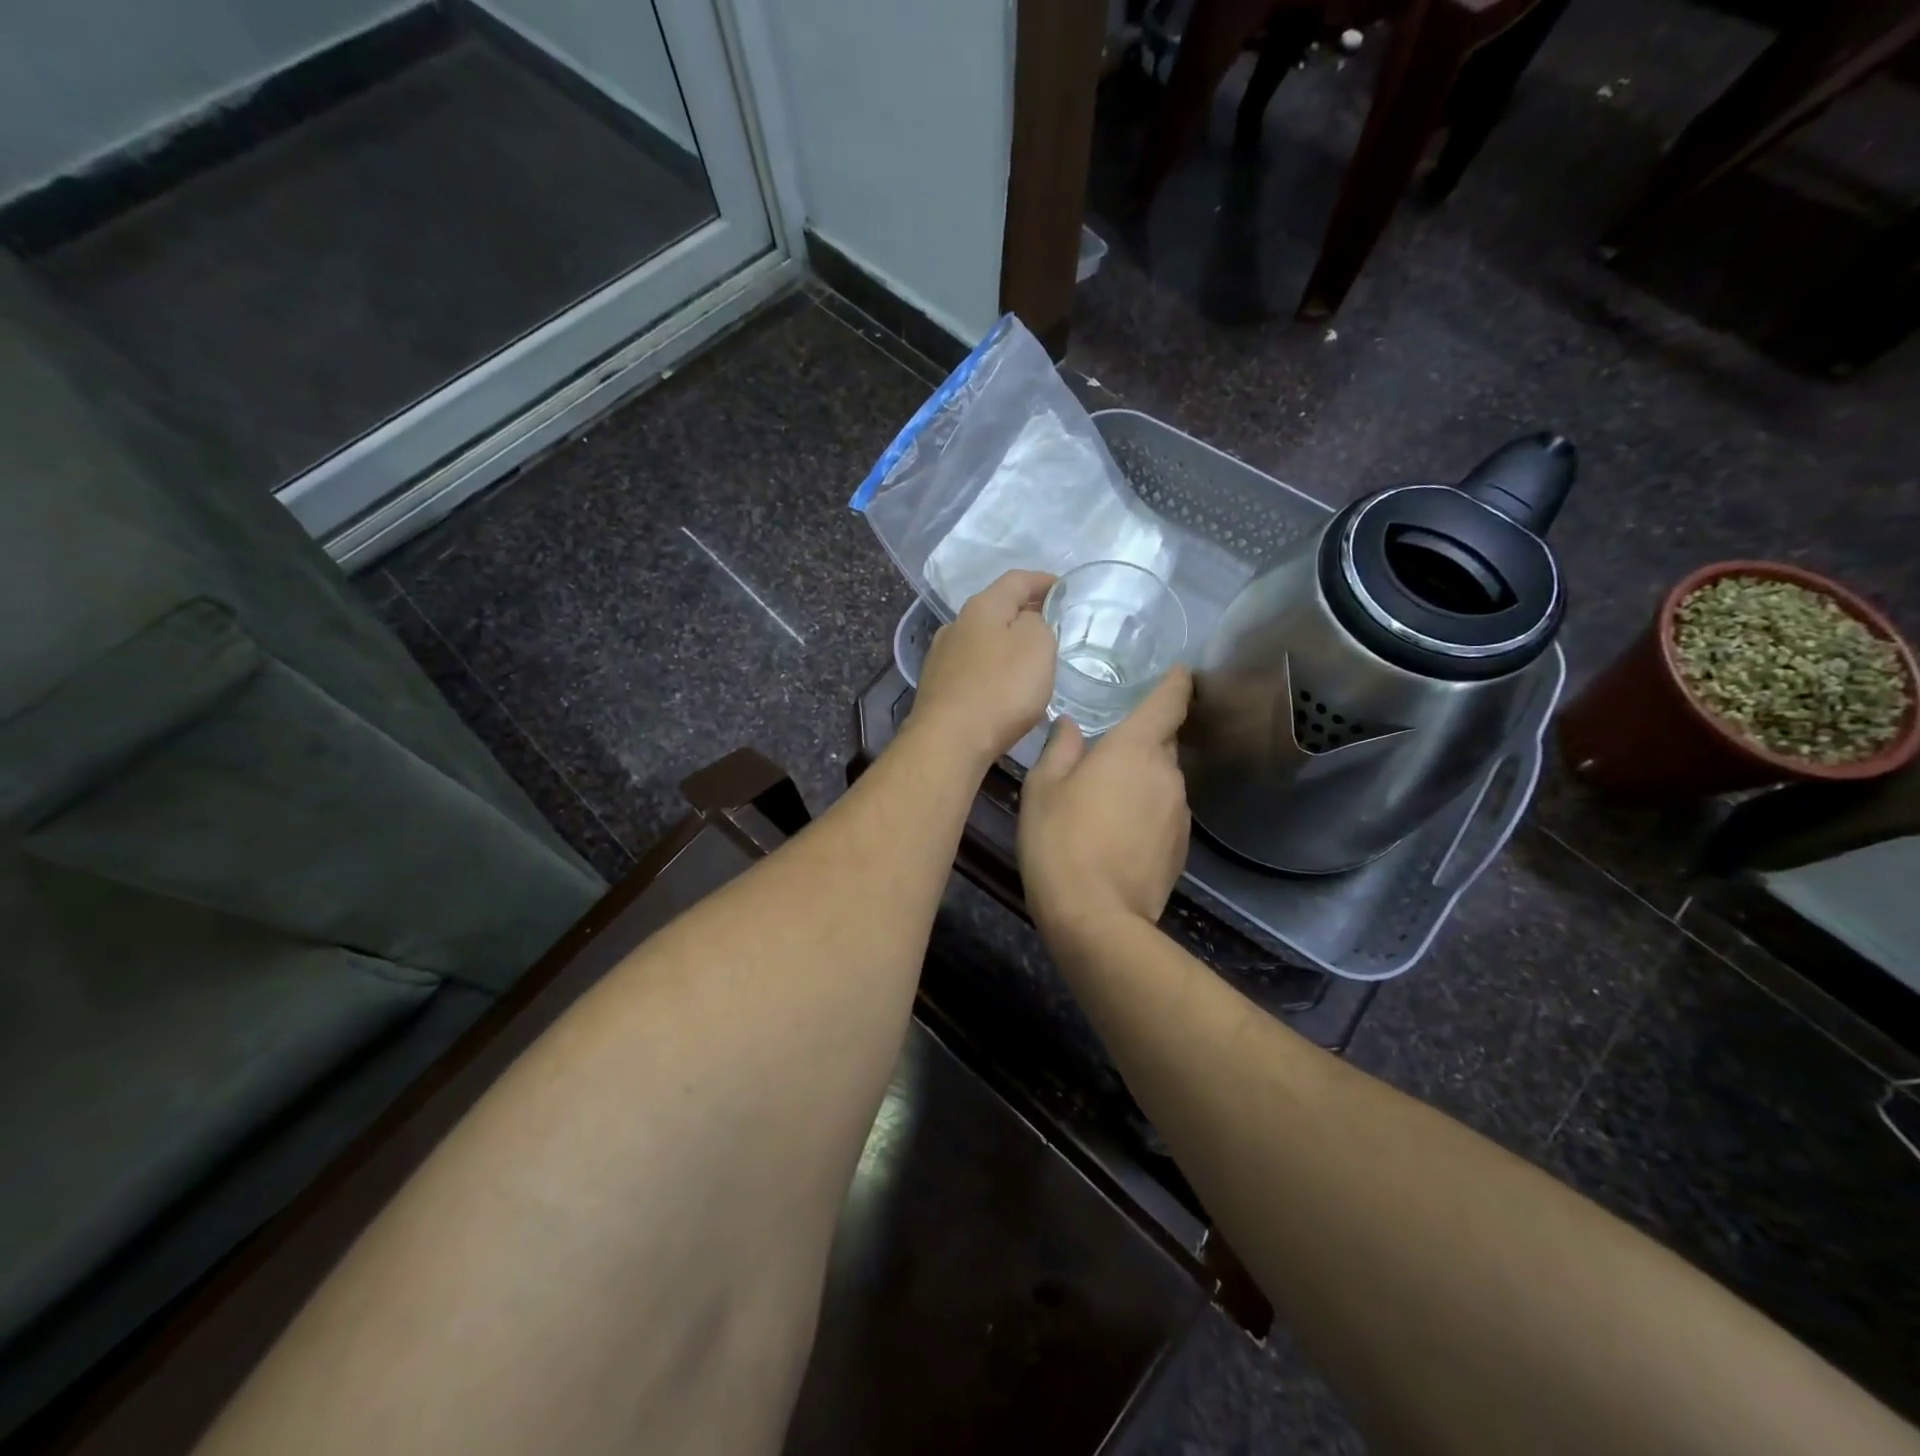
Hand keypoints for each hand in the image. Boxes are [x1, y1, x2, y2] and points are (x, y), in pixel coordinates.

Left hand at [908, 570, 1057, 768]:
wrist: (949, 741)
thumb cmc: (1000, 689)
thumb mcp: (1037, 645)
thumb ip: (1038, 623)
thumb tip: (1027, 621)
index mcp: (981, 607)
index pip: (1017, 580)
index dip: (1044, 581)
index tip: (1065, 589)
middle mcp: (956, 625)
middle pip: (996, 609)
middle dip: (1025, 613)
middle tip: (1053, 625)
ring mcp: (942, 657)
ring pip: (982, 639)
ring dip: (1007, 643)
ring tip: (1031, 658)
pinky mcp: (938, 687)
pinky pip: (973, 668)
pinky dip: (993, 668)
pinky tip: (1004, 686)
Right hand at [1018, 667, 1191, 934]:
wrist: (1096, 917)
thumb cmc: (1060, 841)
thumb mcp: (1042, 788)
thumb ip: (1060, 748)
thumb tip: (1071, 725)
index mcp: (1135, 748)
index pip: (1169, 700)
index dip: (1175, 682)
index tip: (1176, 671)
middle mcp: (1167, 774)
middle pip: (1163, 742)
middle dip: (1141, 740)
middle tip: (1105, 751)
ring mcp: (1179, 813)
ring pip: (1162, 781)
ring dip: (1140, 781)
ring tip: (1104, 801)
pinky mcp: (1181, 848)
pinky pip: (1163, 814)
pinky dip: (1145, 813)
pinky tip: (1116, 835)